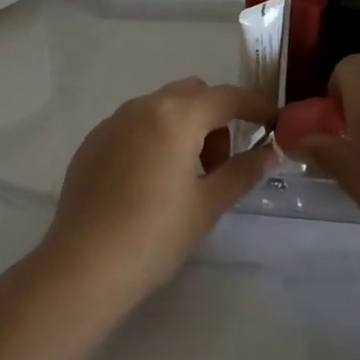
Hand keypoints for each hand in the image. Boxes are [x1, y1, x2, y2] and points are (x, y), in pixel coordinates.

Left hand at [41, 78, 276, 306]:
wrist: (84, 266)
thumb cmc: (155, 235)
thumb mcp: (208, 204)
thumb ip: (243, 170)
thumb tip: (271, 152)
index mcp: (175, 116)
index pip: (227, 97)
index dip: (256, 106)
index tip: (275, 123)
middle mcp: (141, 107)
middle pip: (192, 94)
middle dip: (217, 116)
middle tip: (222, 163)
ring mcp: (111, 123)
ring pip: (161, 107)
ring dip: (185, 126)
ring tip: (187, 175)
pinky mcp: (92, 143)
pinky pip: (134, 125)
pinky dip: (154, 137)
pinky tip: (151, 181)